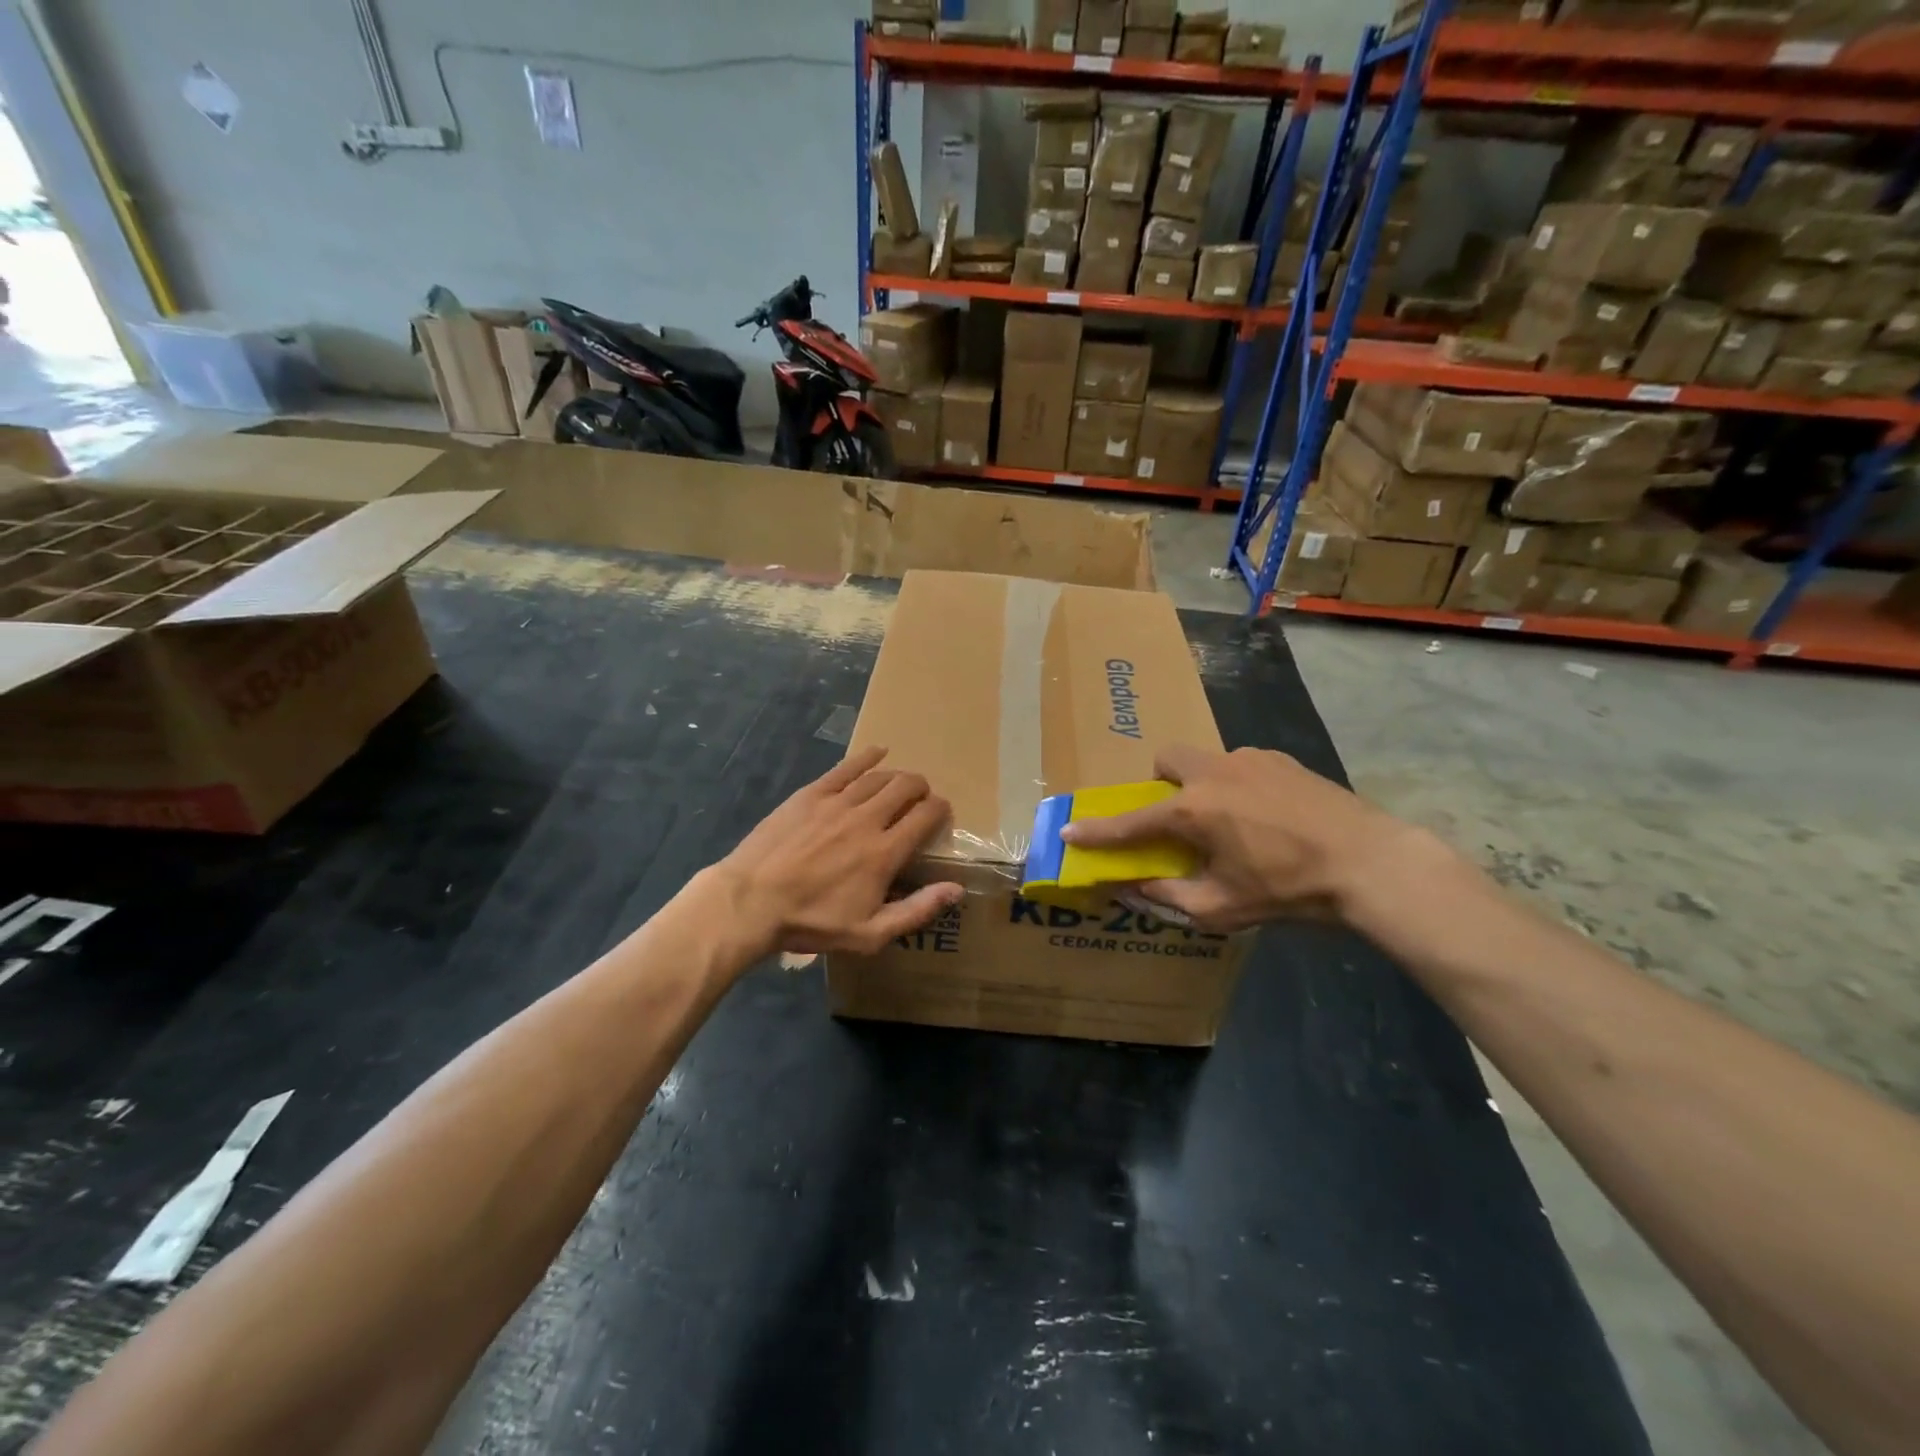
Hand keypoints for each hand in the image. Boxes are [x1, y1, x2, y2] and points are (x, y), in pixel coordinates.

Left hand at [714, 746, 963, 958]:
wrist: (750, 902)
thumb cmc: (811, 922)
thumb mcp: (869, 933)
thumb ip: (917, 910)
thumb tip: (957, 889)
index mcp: (885, 852)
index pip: (926, 816)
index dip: (940, 809)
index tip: (941, 813)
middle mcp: (867, 819)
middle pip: (906, 786)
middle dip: (922, 788)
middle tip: (921, 799)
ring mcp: (837, 802)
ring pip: (879, 776)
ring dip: (897, 776)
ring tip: (900, 783)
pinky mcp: (811, 794)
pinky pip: (845, 768)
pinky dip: (866, 757)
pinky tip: (877, 752)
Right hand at [1059, 745, 1416, 932]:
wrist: (1367, 862)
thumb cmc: (1287, 890)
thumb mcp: (1221, 907)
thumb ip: (1167, 895)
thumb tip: (1131, 887)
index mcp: (1193, 811)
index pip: (1131, 821)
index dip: (1097, 830)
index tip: (1070, 831)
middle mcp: (1213, 773)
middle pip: (1166, 760)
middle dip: (1160, 785)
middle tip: (1178, 818)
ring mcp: (1250, 759)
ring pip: (1206, 760)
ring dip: (1201, 785)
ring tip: (1231, 821)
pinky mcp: (1281, 759)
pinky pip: (1241, 765)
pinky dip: (1237, 784)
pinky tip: (1267, 814)